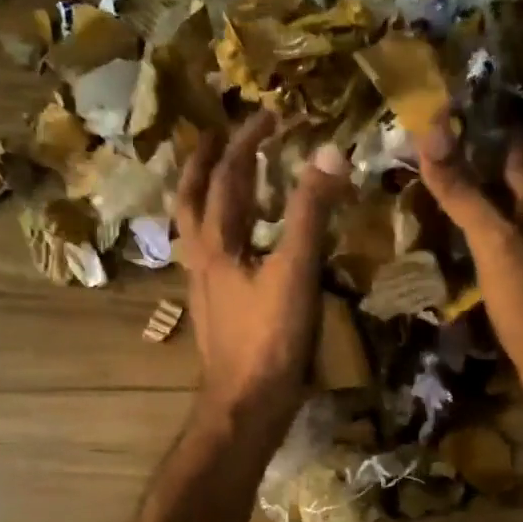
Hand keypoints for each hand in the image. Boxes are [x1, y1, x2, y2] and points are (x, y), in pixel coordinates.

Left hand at [176, 111, 347, 447]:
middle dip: (205, 163)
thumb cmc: (269, 340)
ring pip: (196, 231)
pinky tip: (238, 246)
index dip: (248, 142)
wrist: (246, 406)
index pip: (227, 177)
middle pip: (193, 200)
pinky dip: (220, 235)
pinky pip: (211, 258)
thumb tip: (329, 152)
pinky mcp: (216, 312)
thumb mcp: (295, 272)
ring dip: (204, 198)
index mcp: (216, 243)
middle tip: (217, 136)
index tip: (270, 115)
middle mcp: (201, 259)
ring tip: (219, 181)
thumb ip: (311, 213)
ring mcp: (204, 288)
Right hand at [416, 120, 522, 406]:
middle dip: (489, 168)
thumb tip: (431, 131)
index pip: (522, 151)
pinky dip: (491, 241)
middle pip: (521, 183)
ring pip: (517, 216)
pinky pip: (512, 250)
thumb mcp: (491, 239)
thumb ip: (462, 191)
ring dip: (490, 205)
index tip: (457, 119)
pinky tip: (468, 249)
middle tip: (446, 158)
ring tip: (451, 197)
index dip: (494, 131)